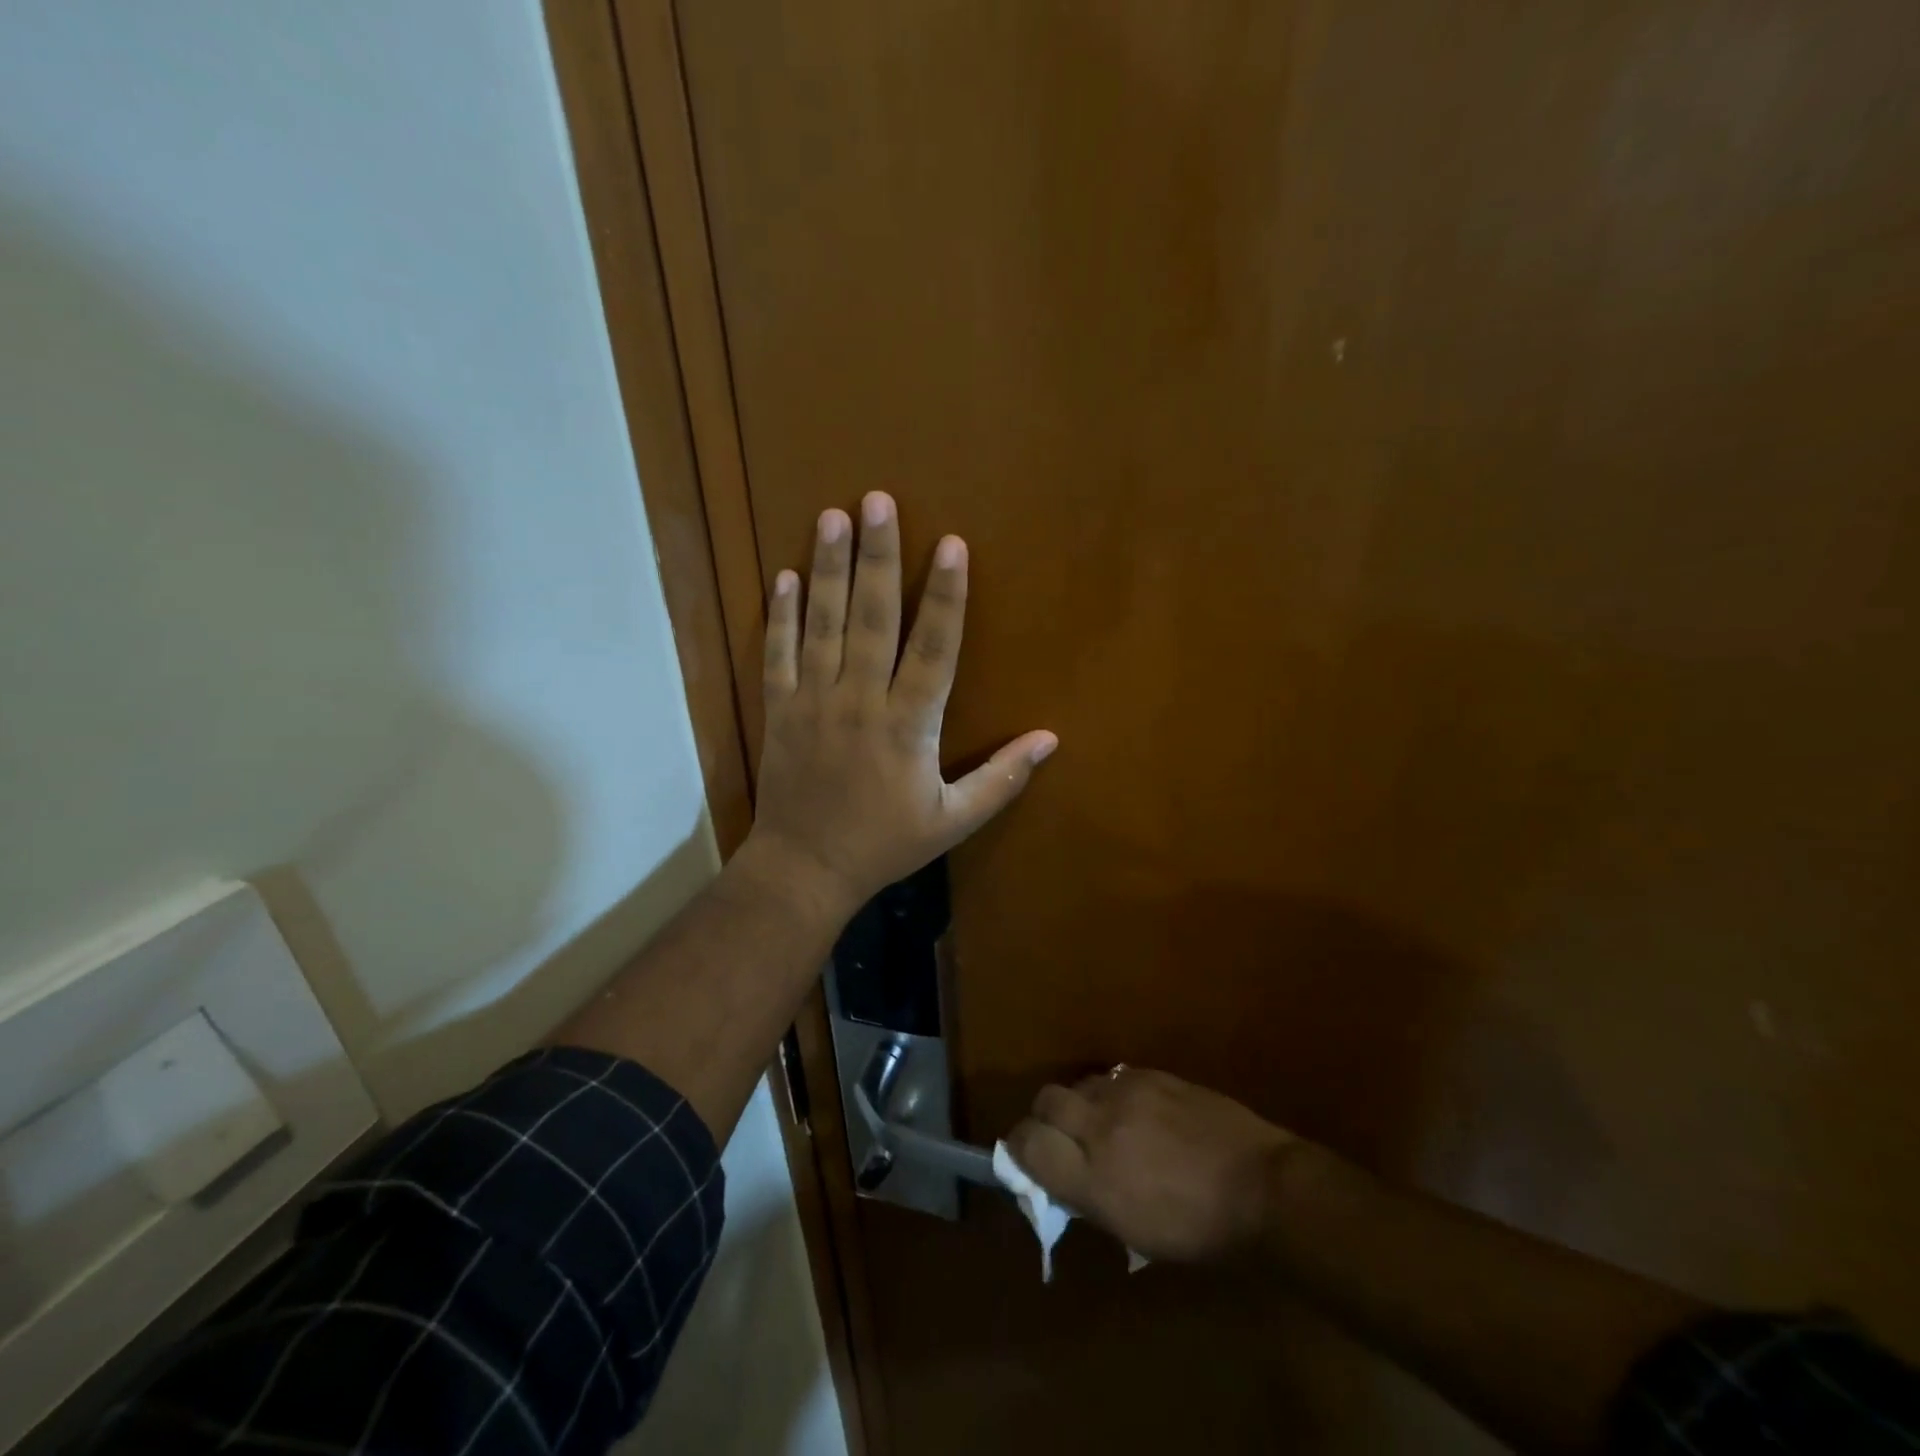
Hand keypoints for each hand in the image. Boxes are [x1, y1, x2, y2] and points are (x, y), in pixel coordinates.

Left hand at [746, 492, 1057, 912]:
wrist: (806, 869)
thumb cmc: (885, 843)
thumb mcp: (953, 821)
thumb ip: (1002, 779)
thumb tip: (1050, 739)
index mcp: (908, 725)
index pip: (934, 649)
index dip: (946, 596)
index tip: (952, 545)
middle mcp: (860, 701)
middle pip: (872, 619)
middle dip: (878, 557)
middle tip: (877, 501)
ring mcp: (814, 702)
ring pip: (822, 625)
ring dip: (828, 568)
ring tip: (832, 516)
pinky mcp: (780, 710)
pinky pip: (778, 654)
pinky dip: (780, 615)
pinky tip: (784, 576)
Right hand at [1007, 1068, 1297, 1262]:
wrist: (1262, 1187)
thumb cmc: (1199, 1230)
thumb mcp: (1133, 1232)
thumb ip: (1087, 1197)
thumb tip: (1058, 1176)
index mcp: (1093, 1177)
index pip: (1028, 1144)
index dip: (1020, 1148)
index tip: (1026, 1156)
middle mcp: (1101, 1126)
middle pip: (1046, 1101)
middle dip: (1045, 1118)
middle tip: (1061, 1137)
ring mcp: (1128, 1092)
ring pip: (1079, 1084)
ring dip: (1080, 1104)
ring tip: (1102, 1124)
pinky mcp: (1153, 1073)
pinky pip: (1114, 1077)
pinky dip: (1112, 1094)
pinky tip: (1135, 1112)